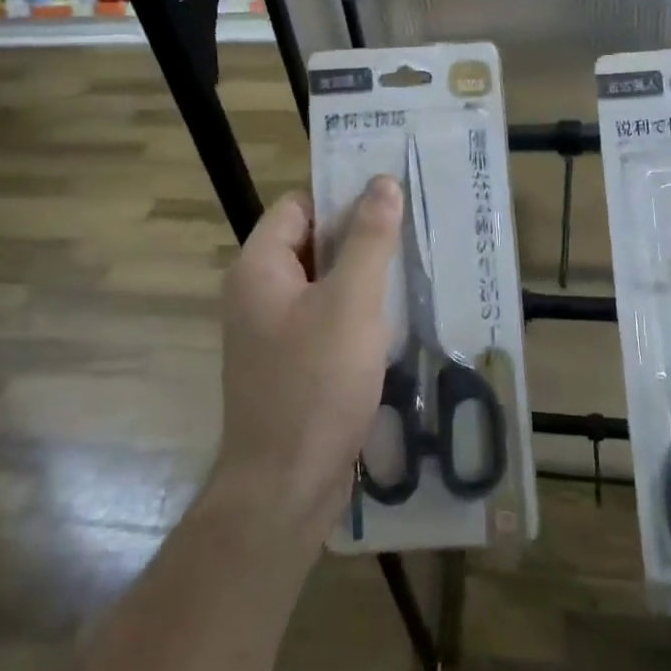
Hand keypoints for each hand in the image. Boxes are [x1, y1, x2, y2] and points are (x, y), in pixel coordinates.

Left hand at [214, 178, 402, 547]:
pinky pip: (324, 320)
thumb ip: (369, 239)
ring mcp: (272, 333)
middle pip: (311, 244)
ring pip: (322, 284)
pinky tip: (393, 321)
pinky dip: (355, 314)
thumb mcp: (352, 302)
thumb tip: (382, 182)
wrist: (285, 489)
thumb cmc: (317, 383)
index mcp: (259, 267)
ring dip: (362, 278)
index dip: (341, 197)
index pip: (298, 206)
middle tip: (411, 232)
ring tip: (412, 270)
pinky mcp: (290, 365)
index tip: (390, 197)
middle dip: (359, 238)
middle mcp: (257, 294)